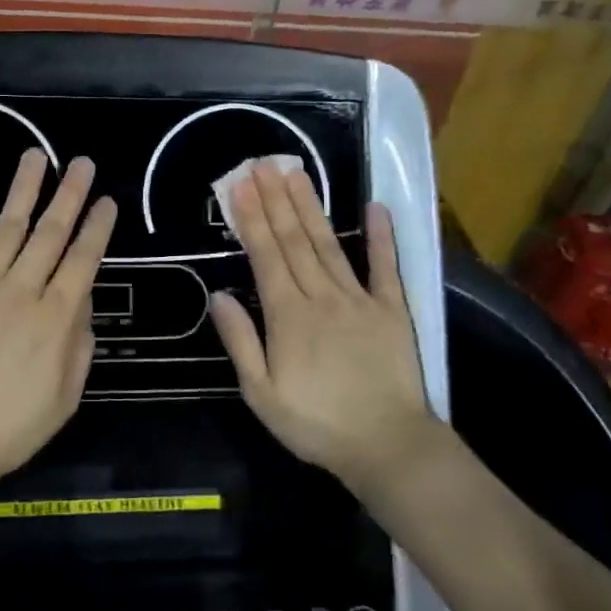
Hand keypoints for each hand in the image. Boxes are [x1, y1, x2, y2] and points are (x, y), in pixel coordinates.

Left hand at [0, 149, 116, 491]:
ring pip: (6, 229)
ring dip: (24, 191)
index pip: (83, 260)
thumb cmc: (9, 429)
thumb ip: (79, 345)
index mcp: (55, 318)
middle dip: (69, 195)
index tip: (107, 199)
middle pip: (50, 234)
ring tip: (36, 157)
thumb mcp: (65, 398)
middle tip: (82, 162)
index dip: (97, 227)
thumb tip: (82, 301)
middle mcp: (20, 291)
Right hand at [208, 160, 437, 488]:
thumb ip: (241, 342)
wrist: (387, 446)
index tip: (239, 186)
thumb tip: (219, 295)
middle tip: (263, 164)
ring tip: (296, 173)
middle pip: (294, 240)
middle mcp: (321, 296)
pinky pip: (385, 267)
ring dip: (310, 207)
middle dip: (275, 200)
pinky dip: (381, 236)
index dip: (251, 218)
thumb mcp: (262, 394)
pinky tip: (375, 207)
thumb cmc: (316, 424)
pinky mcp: (392, 310)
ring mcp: (359, 299)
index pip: (266, 256)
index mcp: (288, 316)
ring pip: (328, 244)